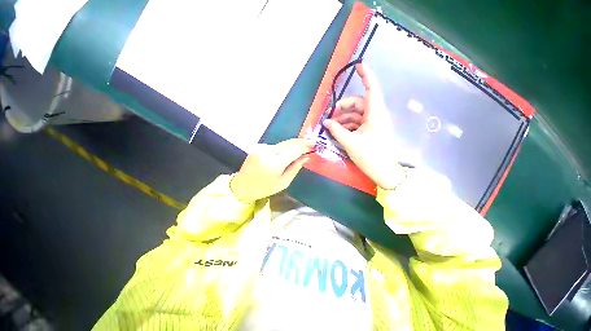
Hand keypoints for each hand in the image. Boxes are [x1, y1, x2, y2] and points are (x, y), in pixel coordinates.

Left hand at [230, 139, 313, 202]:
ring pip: (283, 143)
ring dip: (292, 146)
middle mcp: (268, 152)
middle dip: (301, 142)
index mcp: (274, 164)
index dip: (306, 145)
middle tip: (310, 145)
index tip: (314, 145)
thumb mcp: (283, 183)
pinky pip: (276, 146)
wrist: (242, 185)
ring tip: (300, 150)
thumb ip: (295, 168)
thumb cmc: (264, 188)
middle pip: (289, 142)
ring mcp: (262, 147)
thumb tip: (306, 157)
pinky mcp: (259, 146)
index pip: (294, 149)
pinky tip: (285, 154)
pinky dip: (283, 148)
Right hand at [324, 63, 403, 189]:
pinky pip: (358, 123)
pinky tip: (339, 131)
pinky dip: (348, 125)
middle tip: (330, 116)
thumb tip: (326, 122)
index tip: (358, 66)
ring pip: (357, 114)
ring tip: (331, 126)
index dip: (366, 76)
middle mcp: (376, 115)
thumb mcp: (350, 143)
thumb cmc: (369, 157)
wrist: (383, 172)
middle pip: (359, 103)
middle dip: (343, 107)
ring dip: (344, 118)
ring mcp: (374, 123)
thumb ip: (336, 131)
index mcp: (375, 115)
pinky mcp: (372, 130)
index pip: (372, 89)